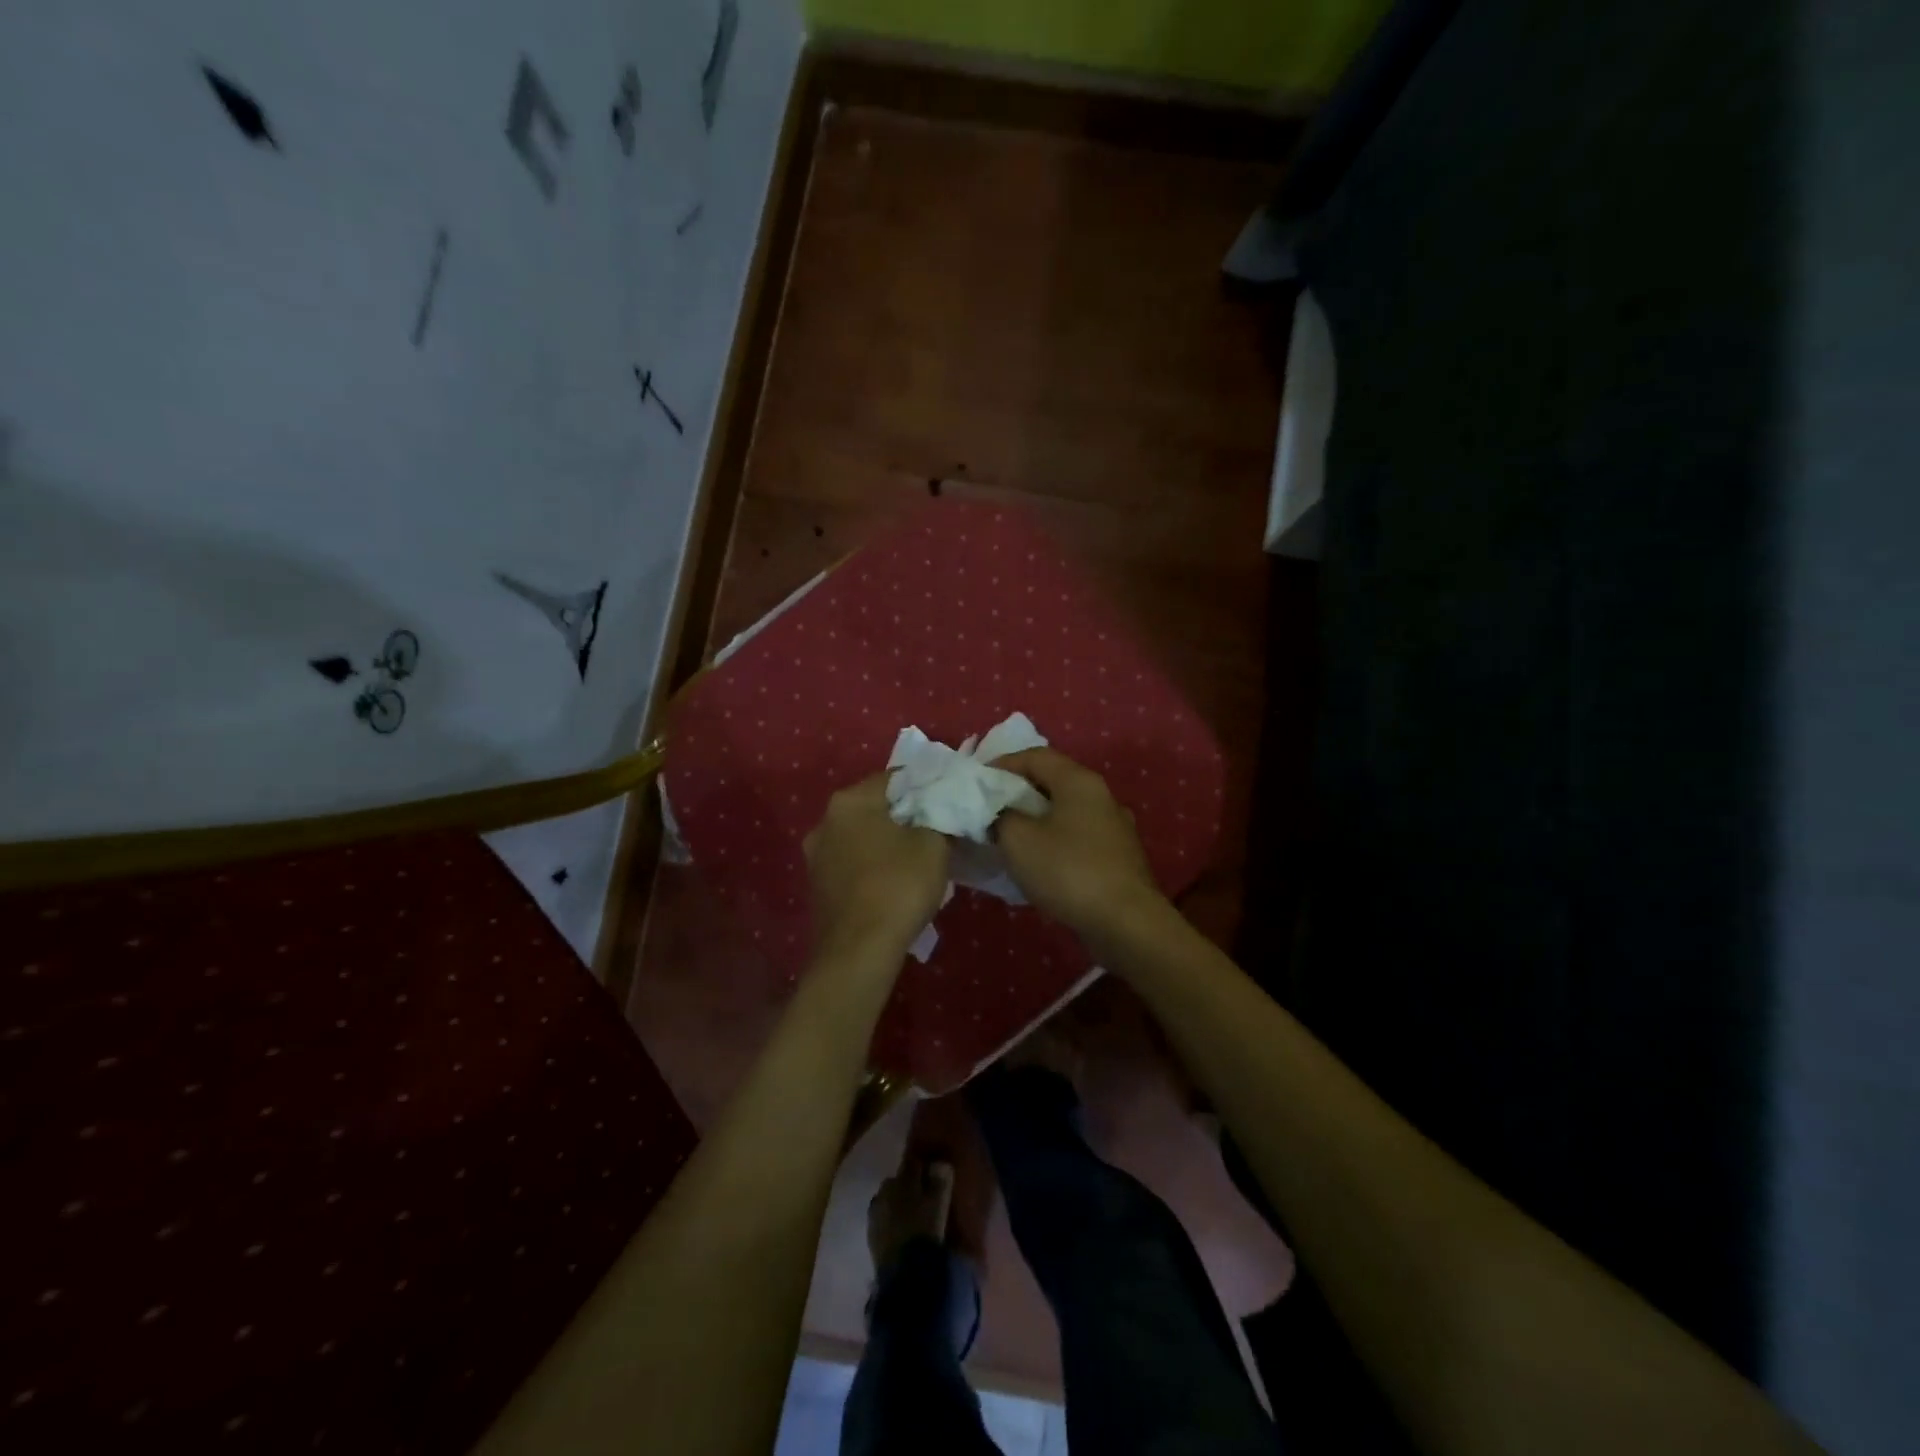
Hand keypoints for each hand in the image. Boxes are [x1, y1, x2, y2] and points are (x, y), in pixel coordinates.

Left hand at [804, 774, 949, 956]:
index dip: (926, 786)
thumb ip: (939, 816)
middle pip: (875, 806)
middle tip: (937, 830)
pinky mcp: (818, 885)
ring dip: (888, 842)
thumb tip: (942, 809)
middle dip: (906, 815)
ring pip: (862, 836)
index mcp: (850, 801)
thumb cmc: (898, 886)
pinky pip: (853, 862)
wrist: (858, 952)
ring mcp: (816, 855)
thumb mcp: (934, 844)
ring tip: (919, 859)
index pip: (895, 777)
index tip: (948, 801)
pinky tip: (895, 882)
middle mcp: (825, 821)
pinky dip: (873, 865)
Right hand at [992, 748, 1166, 939]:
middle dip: (1017, 792)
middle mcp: (1101, 795)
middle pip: (1052, 781)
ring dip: (1035, 819)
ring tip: (1008, 836)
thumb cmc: (1069, 871)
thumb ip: (1000, 816)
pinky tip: (1038, 862)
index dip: (1002, 764)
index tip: (976, 782)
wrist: (1126, 922)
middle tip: (988, 809)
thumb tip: (1001, 814)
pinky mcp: (1117, 856)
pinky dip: (1053, 840)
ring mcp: (1114, 826)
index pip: (1035, 756)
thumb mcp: (1018, 840)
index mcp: (1078, 781)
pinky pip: (1077, 836)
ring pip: (1065, 811)